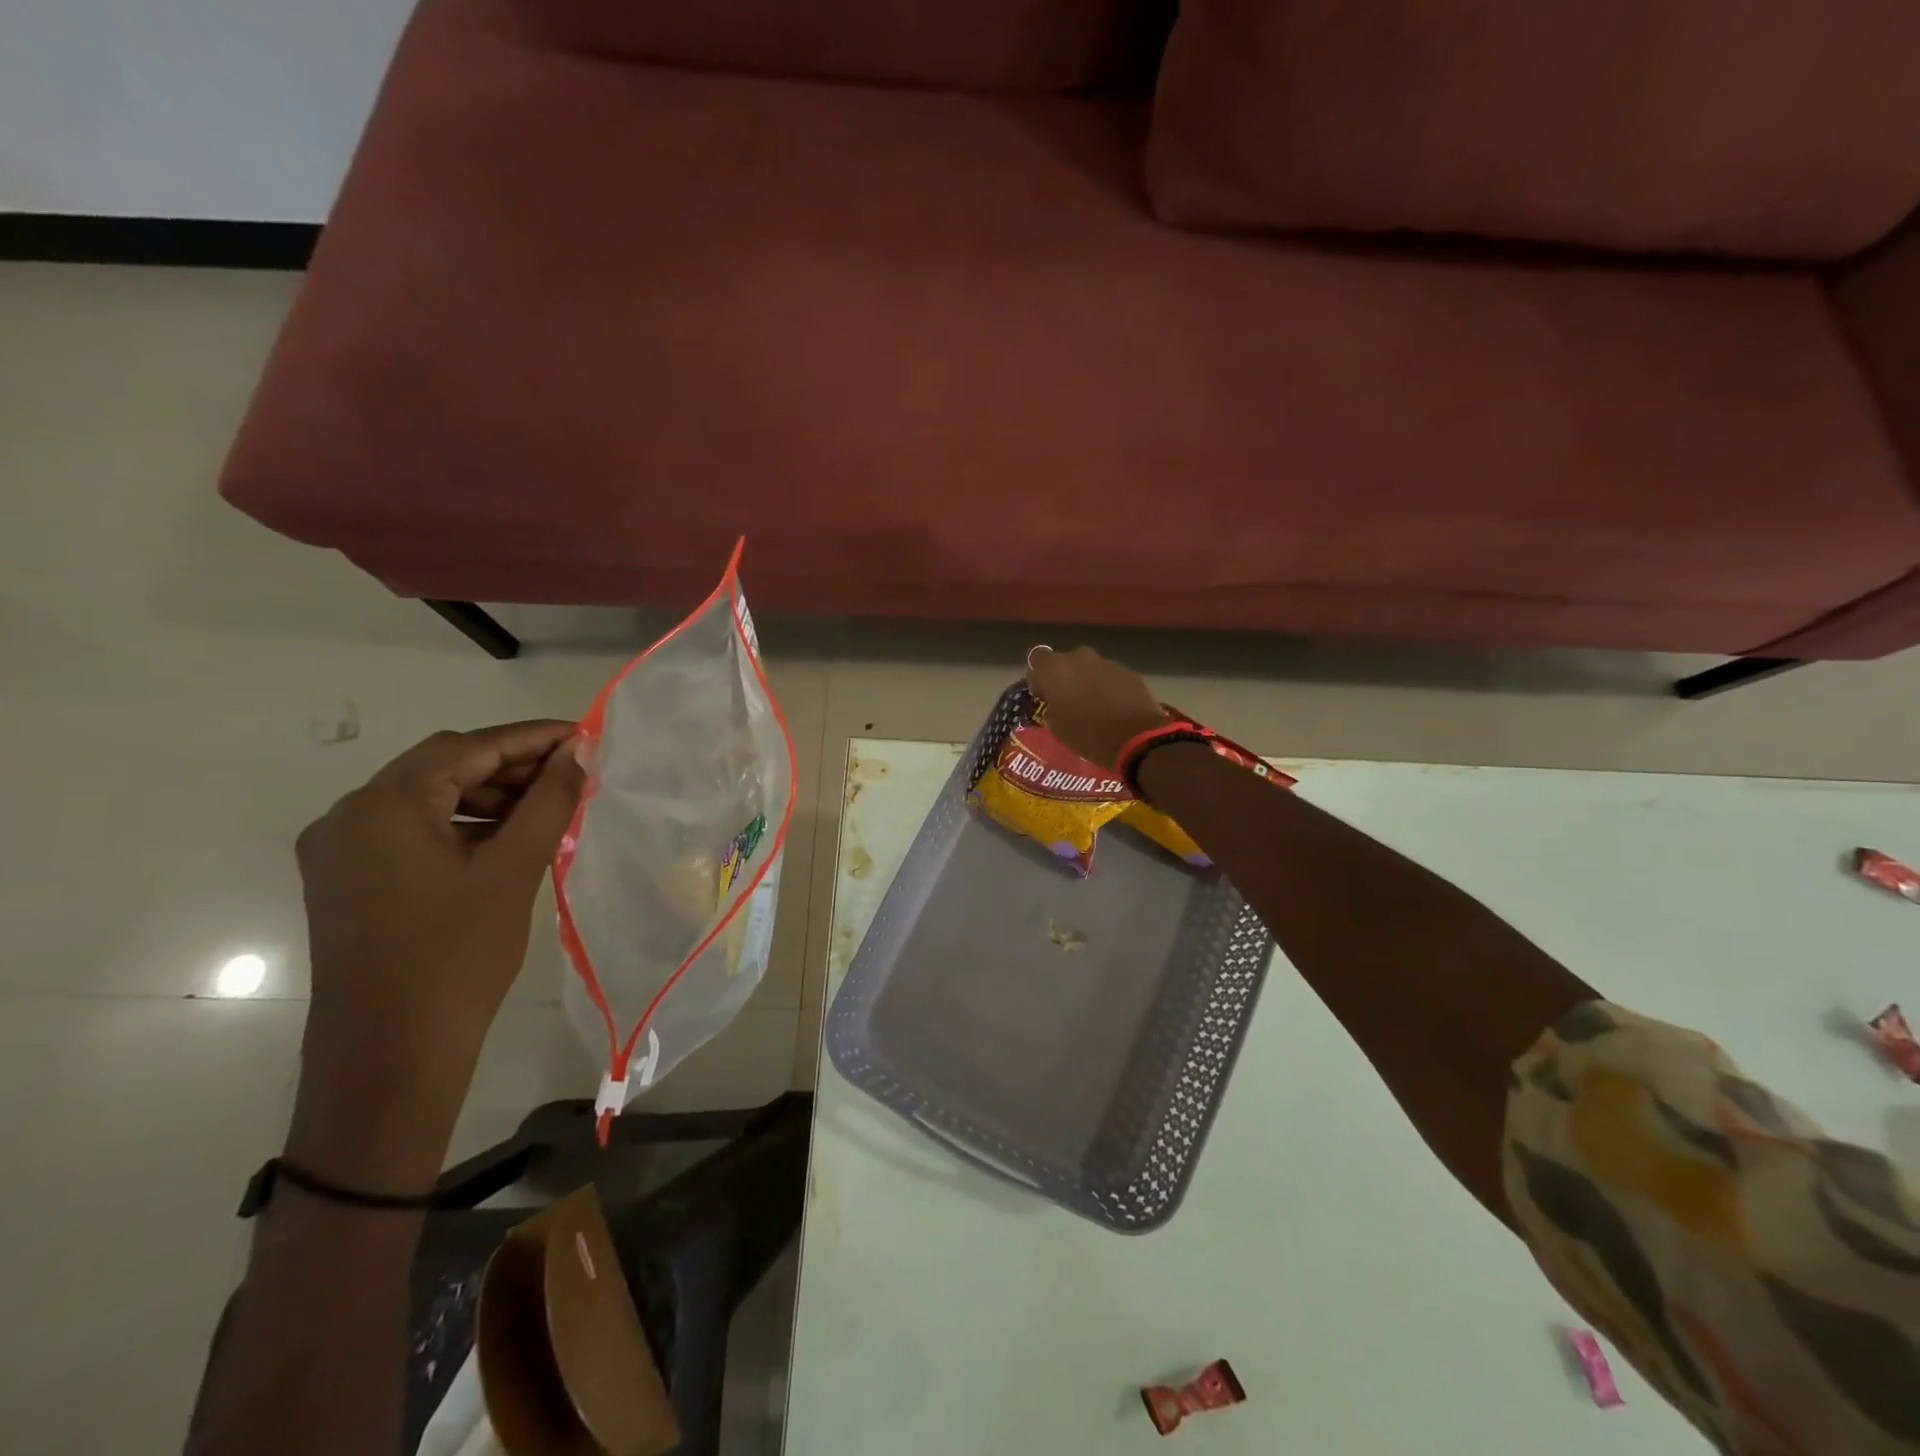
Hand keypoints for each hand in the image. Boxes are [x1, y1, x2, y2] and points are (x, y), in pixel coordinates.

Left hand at [287, 721, 586, 1186]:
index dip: (530, 738)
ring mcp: (342, 851)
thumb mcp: (513, 869)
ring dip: (489, 795)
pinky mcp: (350, 880)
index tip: (583, 736)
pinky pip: (414, 830)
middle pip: (442, 767)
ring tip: (549, 808)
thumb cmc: (457, 956)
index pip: (466, 748)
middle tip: (573, 775)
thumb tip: (579, 753)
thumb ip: (549, 801)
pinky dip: (464, 824)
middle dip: (511, 766)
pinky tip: (508, 839)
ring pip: (428, 798)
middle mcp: (348, 817)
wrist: (392, 1054)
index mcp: (381, 807)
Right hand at [1026, 646, 1168, 769]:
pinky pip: (1110, 677)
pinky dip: (1108, 689)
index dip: (1038, 676)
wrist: (1136, 738)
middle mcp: (1079, 658)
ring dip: (1087, 683)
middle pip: (1065, 662)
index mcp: (1055, 669)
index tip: (1043, 695)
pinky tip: (1114, 710)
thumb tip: (1058, 703)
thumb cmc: (1087, 734)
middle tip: (1068, 703)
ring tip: (1094, 708)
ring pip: (1089, 669)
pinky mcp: (1129, 673)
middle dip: (1065, 678)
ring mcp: (1107, 663)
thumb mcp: (1057, 728)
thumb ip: (1052, 708)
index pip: (1037, 659)